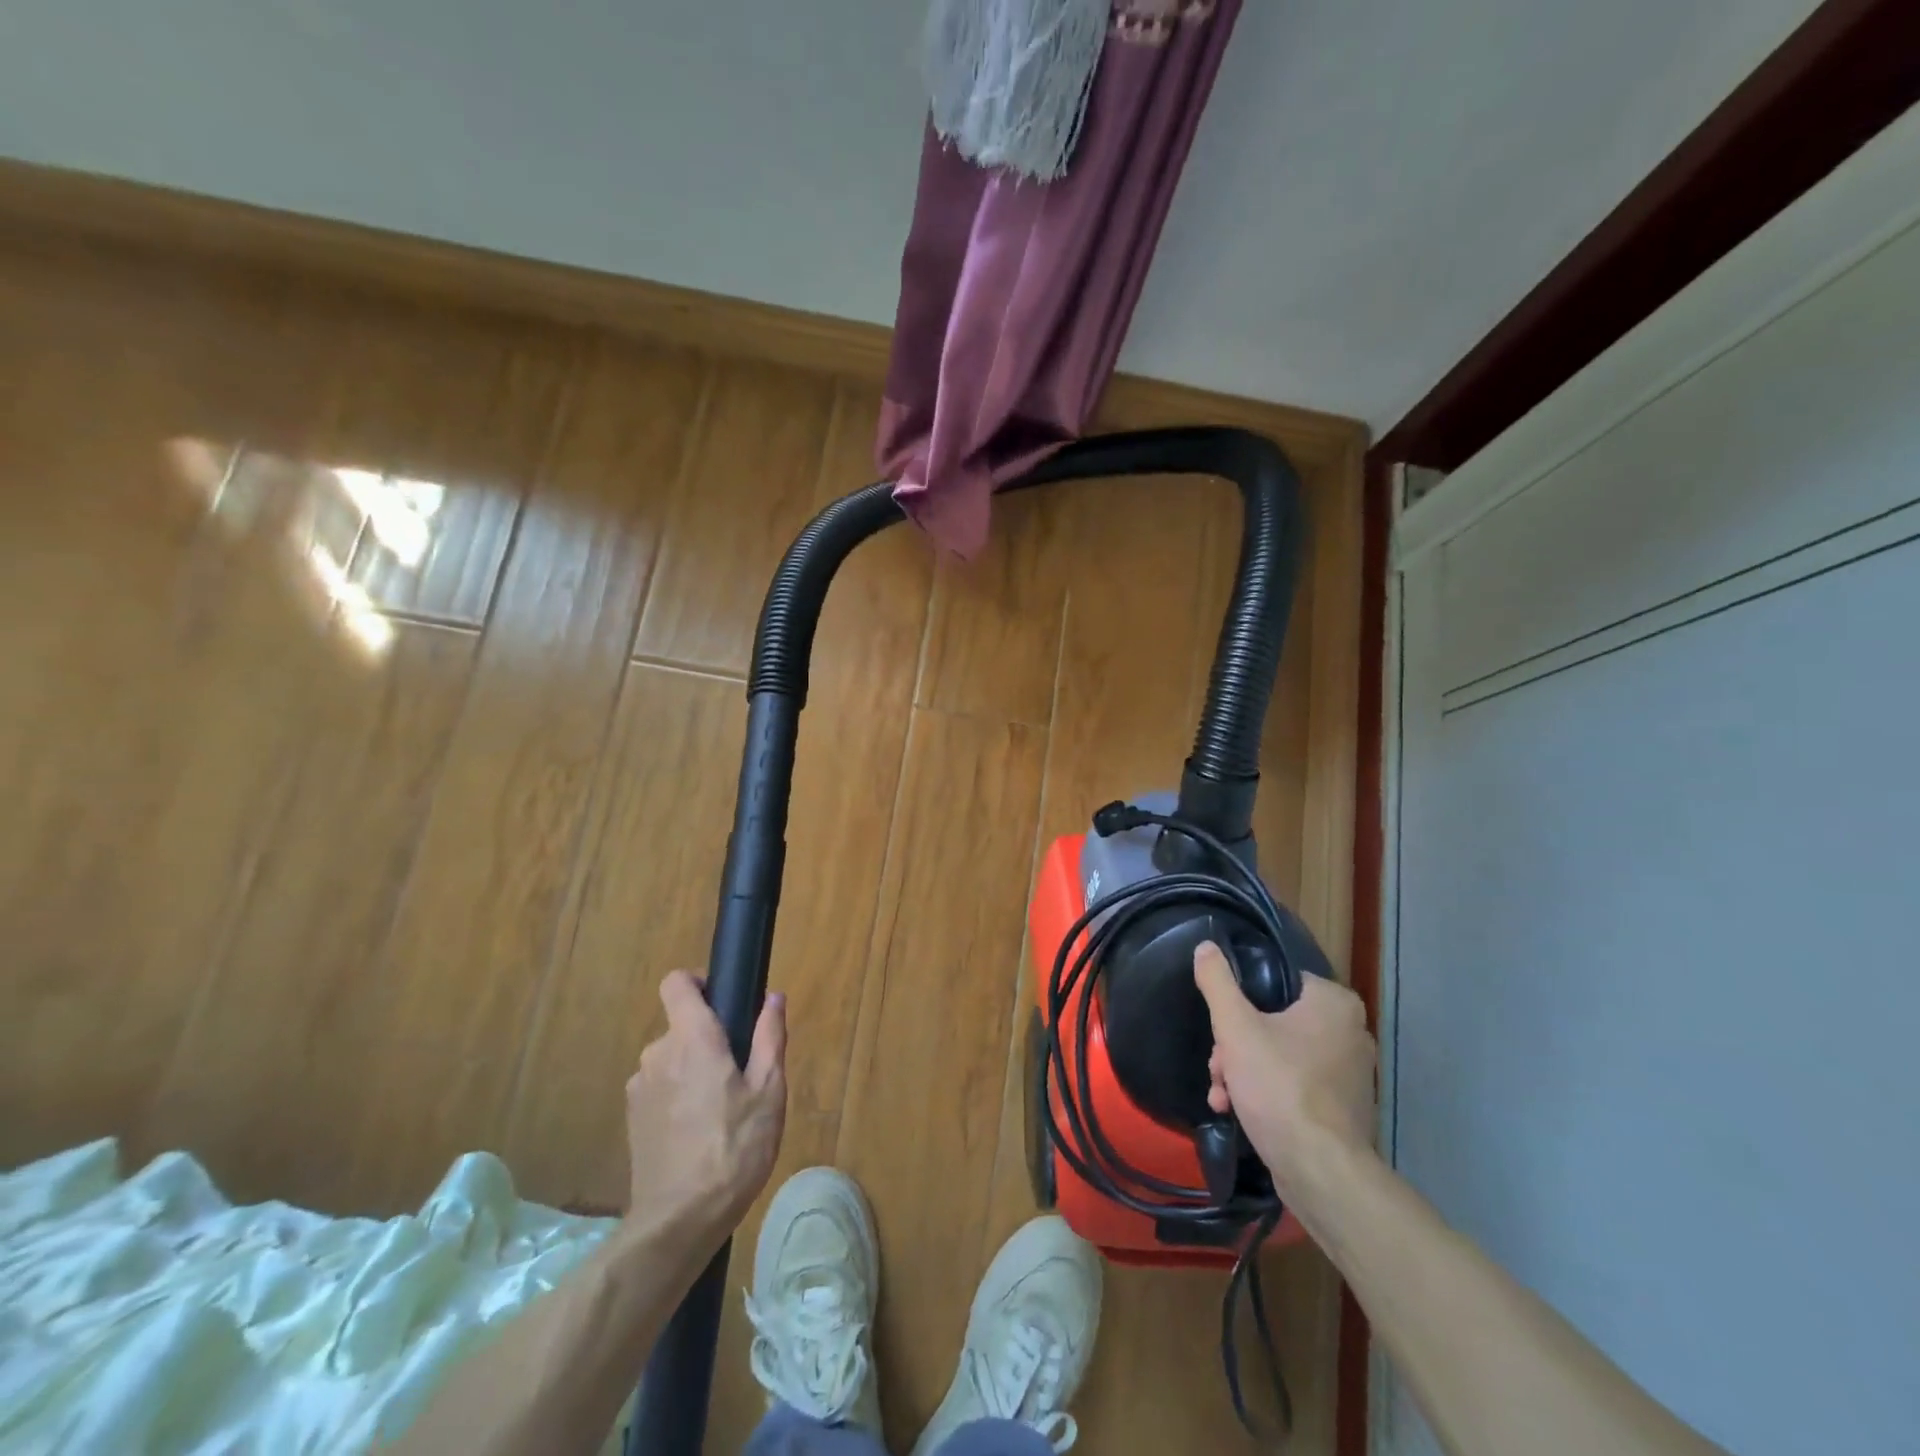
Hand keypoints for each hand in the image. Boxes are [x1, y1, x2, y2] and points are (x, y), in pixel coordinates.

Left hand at [624, 971, 786, 1242]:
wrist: (679, 1220)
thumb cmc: (734, 1147)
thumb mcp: (769, 1091)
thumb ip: (770, 1038)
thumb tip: (774, 998)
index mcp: (692, 1038)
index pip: (676, 983)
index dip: (697, 983)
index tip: (722, 1003)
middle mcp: (657, 1053)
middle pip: (680, 1026)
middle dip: (707, 1038)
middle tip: (740, 1072)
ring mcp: (639, 1088)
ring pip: (670, 1059)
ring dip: (692, 1070)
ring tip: (722, 1109)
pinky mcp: (632, 1119)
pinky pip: (658, 1088)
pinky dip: (677, 1096)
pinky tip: (698, 1132)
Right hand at [1193, 941, 1374, 1197]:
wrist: (1320, 1172)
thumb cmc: (1279, 1086)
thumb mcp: (1235, 1027)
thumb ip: (1217, 982)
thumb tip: (1206, 946)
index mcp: (1334, 1003)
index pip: (1277, 981)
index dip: (1240, 1002)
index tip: (1221, 1028)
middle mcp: (1351, 1032)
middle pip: (1273, 1021)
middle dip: (1235, 1046)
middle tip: (1219, 1068)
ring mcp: (1349, 1073)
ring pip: (1279, 1054)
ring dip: (1242, 1070)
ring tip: (1223, 1095)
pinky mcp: (1342, 1108)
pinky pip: (1294, 1084)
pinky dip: (1265, 1092)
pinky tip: (1237, 1111)